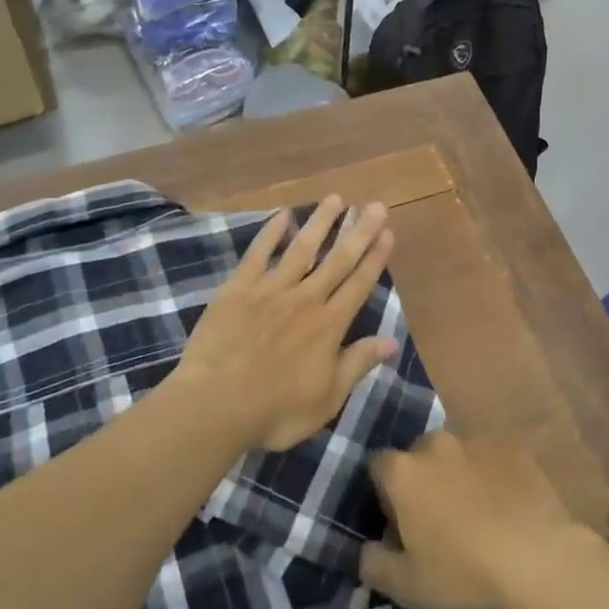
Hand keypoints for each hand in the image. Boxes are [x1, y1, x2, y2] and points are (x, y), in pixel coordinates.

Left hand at [176, 197, 398, 452]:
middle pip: (337, 260)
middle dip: (358, 231)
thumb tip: (392, 341)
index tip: (387, 232)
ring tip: (335, 199)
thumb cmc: (275, 410)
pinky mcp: (238, 289)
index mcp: (328, 326)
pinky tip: (282, 216)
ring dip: (320, 223)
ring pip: (302, 249)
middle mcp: (305, 300)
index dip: (375, 258)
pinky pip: (258, 254)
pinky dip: (270, 233)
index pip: (358, 285)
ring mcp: (270, 290)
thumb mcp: (327, 398)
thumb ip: (358, 364)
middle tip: (373, 205)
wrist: (216, 404)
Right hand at [359, 430, 594, 608]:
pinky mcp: (512, 447)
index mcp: (403, 472)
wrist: (538, 560)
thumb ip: (373, 564)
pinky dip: (492, 475)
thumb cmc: (463, 573)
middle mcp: (435, 444)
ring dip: (458, 475)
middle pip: (418, 455)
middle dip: (422, 480)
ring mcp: (476, 441)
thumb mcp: (406, 586)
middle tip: (438, 520)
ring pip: (456, 454)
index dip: (385, 493)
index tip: (398, 523)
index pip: (378, 466)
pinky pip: (492, 458)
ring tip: (477, 514)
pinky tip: (507, 507)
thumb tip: (365, 550)